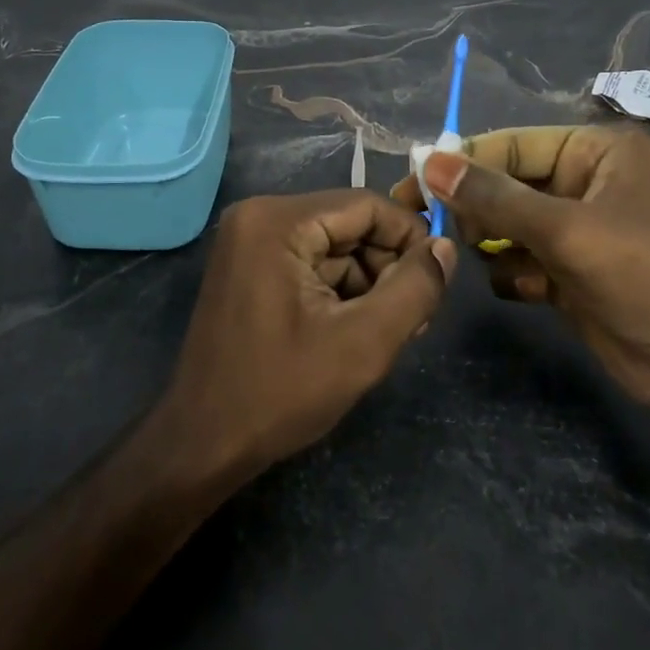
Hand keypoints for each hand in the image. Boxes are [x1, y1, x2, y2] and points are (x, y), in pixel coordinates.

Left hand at [162, 191, 456, 479]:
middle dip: (388, 267)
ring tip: (389, 334)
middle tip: (414, 320)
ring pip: (336, 246)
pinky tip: (355, 332)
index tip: (436, 282)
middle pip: (351, 224)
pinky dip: (341, 292)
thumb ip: (414, 289)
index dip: (411, 238)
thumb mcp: (363, 344)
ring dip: (368, 284)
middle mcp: (259, 216)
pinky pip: (312, 263)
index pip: (368, 205)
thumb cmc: (279, 392)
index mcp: (278, 221)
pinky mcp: (251, 268)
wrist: (202, 444)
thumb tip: (446, 247)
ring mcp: (250, 242)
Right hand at [393, 126, 649, 451]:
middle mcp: (587, 182)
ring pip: (510, 223)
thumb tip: (429, 162)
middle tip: (420, 221)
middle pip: (508, 183)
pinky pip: (522, 259)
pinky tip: (515, 287)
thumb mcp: (566, 231)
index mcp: (598, 153)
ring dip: (487, 239)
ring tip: (460, 252)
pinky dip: (511, 271)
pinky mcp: (572, 272)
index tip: (411, 179)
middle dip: (471, 204)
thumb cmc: (644, 278)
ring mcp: (579, 230)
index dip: (463, 161)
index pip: (514, 145)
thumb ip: (494, 197)